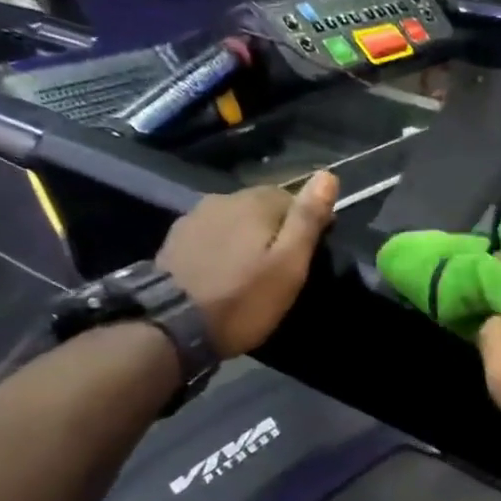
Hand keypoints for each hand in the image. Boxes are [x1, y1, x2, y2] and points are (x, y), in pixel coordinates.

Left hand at [156, 171, 338, 356]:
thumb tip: (328, 175)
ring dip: (246, 238)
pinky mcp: (175, 240)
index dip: (304, 223)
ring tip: (251, 271)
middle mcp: (223, 198)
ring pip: (233, 220)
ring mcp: (194, 217)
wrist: (171, 325)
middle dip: (274, 229)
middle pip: (260, 207)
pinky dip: (221, 248)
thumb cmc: (242, 299)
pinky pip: (211, 236)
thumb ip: (307, 220)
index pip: (292, 198)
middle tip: (280, 267)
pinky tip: (222, 272)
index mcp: (255, 202)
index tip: (308, 254)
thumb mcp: (288, 265)